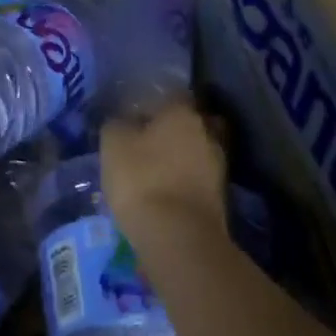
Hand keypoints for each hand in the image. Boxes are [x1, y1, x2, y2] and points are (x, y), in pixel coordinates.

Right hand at [101, 100, 227, 251]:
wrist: (180, 239)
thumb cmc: (143, 180)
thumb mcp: (113, 145)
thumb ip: (117, 125)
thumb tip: (123, 122)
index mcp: (183, 111)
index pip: (169, 96)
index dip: (150, 106)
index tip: (133, 119)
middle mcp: (207, 131)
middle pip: (188, 123)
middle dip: (172, 132)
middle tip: (148, 144)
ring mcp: (219, 165)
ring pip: (196, 152)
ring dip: (181, 159)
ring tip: (156, 173)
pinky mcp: (222, 198)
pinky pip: (199, 180)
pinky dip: (186, 183)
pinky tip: (168, 194)